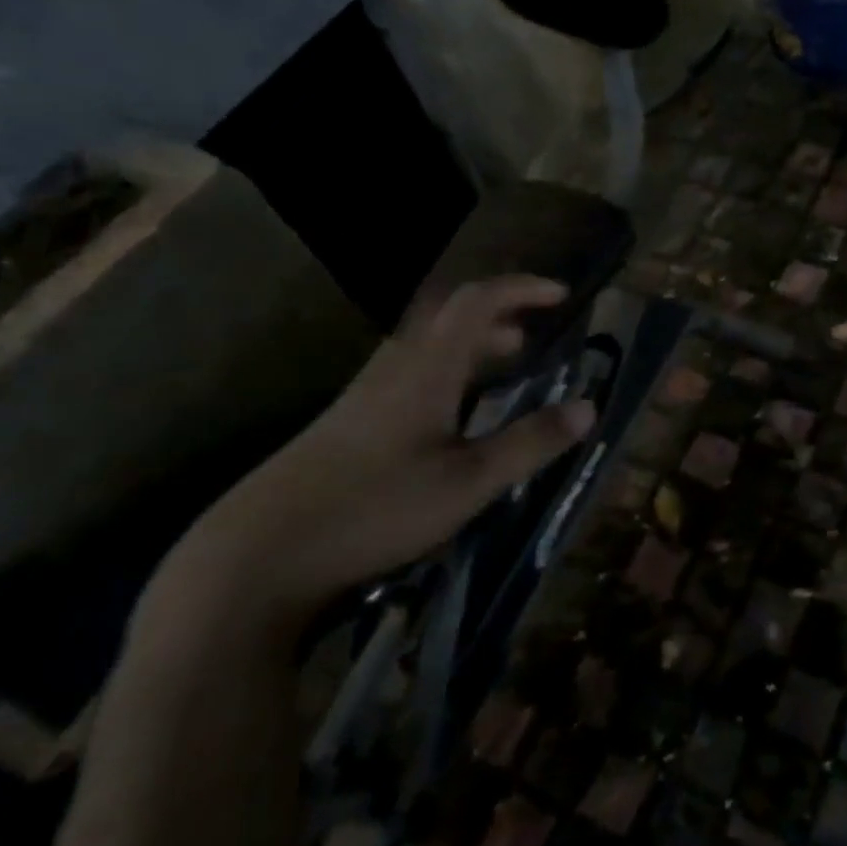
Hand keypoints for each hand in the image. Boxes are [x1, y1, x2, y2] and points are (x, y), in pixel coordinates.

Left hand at [142, 276, 595, 646]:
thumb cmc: (374, 510)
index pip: (477, 302)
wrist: (258, 555)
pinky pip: (411, 375)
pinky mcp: (347, 424)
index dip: (521, 290)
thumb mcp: (467, 483)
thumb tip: (588, 407)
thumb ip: (529, 443)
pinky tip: (455, 416)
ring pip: (428, 347)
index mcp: (426, 369)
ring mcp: (365, 396)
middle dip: (499, 316)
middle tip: (537, 337)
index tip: (561, 296)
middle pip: (448, 317)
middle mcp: (394, 368)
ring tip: (506, 369)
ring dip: (472, 345)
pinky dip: (448, 373)